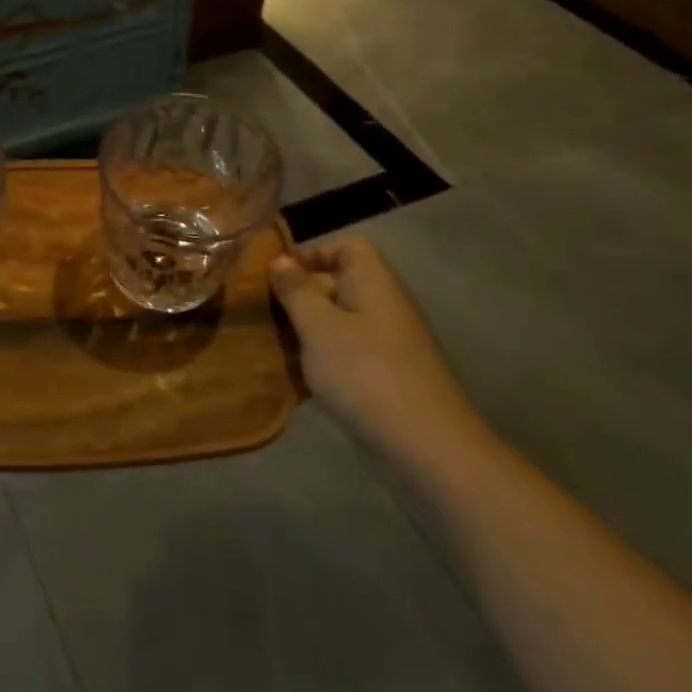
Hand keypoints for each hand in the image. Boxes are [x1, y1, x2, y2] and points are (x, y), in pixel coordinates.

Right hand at [269, 236, 486, 465]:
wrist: (426, 445)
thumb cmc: (364, 373)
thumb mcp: (317, 326)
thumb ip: (295, 290)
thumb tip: (280, 260)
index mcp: (374, 282)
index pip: (346, 246)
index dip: (311, 253)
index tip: (278, 277)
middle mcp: (386, 304)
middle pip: (340, 282)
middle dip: (302, 294)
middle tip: (266, 313)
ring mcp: (390, 341)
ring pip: (341, 319)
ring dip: (309, 329)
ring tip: (277, 345)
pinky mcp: (389, 373)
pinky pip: (350, 350)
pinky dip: (325, 357)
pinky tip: (301, 377)